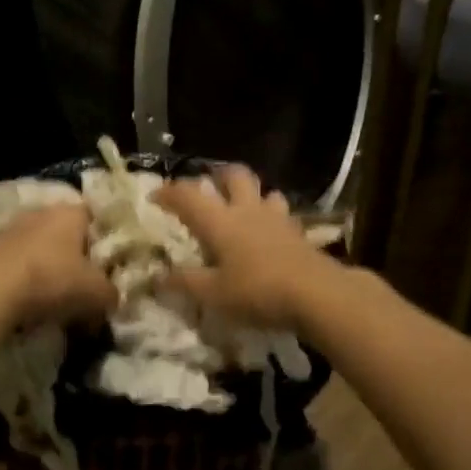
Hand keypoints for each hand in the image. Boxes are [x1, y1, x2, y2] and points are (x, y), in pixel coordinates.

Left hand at [0, 204, 116, 327]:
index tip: (108, 266)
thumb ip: (111, 293)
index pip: (94, 218)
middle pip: (66, 234)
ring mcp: (12, 230)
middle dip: (75, 258)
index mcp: (70, 212)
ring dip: (48, 270)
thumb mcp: (97, 292)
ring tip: (57, 301)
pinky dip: (26, 282)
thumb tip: (111, 298)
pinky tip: (30, 304)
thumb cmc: (53, 279)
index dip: (103, 241)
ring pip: (40, 250)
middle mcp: (41, 213)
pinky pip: (18, 266)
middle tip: (85, 286)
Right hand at [153, 165, 336, 329]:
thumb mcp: (213, 294)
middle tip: (208, 189)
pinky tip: (270, 233)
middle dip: (218, 177)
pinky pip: (282, 213)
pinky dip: (272, 216)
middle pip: (233, 175)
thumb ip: (184, 282)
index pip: (188, 196)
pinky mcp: (298, 231)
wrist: (316, 293)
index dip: (168, 192)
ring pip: (263, 191)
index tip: (154, 197)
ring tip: (243, 209)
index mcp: (220, 221)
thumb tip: (155, 277)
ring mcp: (276, 217)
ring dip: (250, 194)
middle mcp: (247, 210)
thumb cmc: (257, 290)